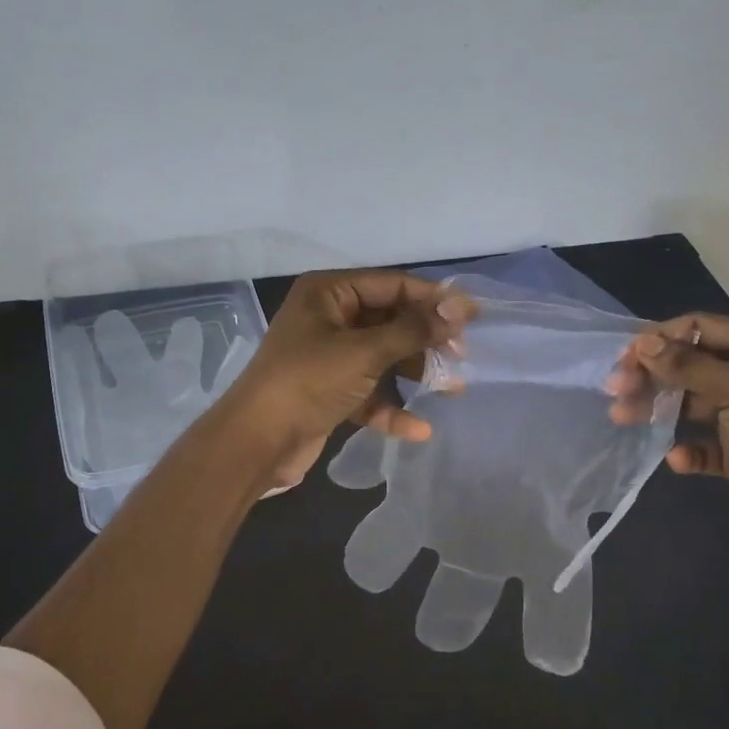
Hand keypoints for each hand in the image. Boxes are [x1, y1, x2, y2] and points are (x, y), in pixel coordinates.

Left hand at [219, 270, 471, 488]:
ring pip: (383, 357)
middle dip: (426, 340)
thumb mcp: (364, 351)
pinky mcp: (330, 391)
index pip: (392, 285)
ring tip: (452, 387)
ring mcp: (329, 356)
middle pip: (390, 321)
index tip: (473, 315)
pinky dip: (391, 407)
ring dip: (415, 374)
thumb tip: (458, 307)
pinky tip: (418, 428)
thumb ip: (413, 329)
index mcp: (329, 293)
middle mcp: (329, 318)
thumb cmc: (308, 382)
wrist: (256, 443)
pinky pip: (369, 391)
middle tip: (462, 355)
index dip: (433, 299)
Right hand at [606, 314, 728, 559]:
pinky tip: (678, 460)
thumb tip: (643, 342)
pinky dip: (685, 449)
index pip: (701, 328)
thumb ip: (691, 366)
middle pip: (688, 364)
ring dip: (656, 408)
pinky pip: (699, 443)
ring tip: (623, 418)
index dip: (662, 338)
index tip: (626, 356)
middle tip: (615, 389)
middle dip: (652, 374)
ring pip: (687, 403)